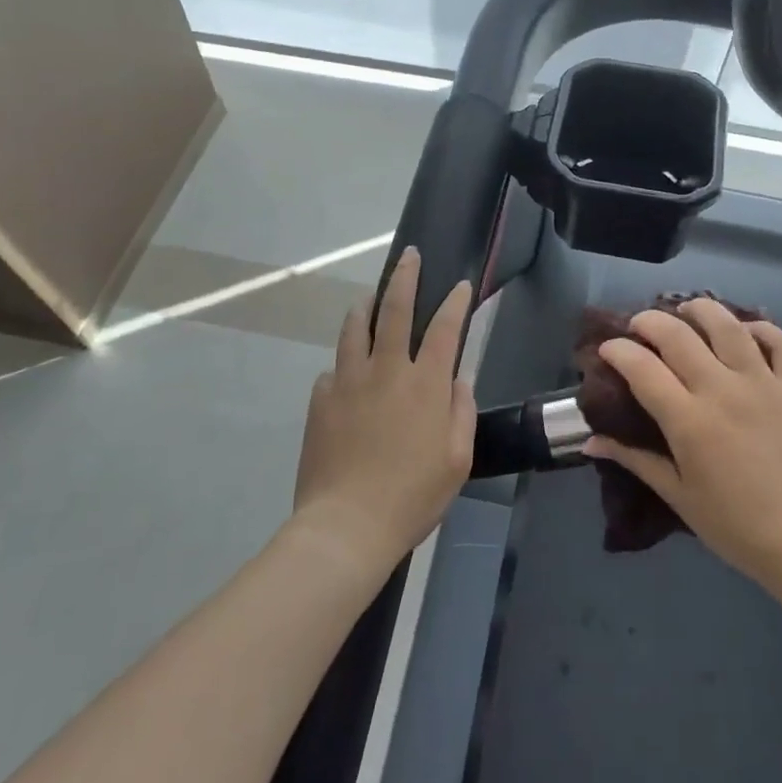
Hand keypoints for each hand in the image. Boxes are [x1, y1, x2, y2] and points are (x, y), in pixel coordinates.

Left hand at [292, 249, 474, 572]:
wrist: (346, 526)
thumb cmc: (412, 496)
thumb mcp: (457, 459)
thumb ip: (461, 411)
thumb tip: (459, 378)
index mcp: (425, 383)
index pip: (445, 328)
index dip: (455, 302)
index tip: (461, 285)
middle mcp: (387, 370)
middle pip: (395, 310)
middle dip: (405, 277)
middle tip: (409, 256)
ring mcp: (349, 381)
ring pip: (356, 328)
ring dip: (365, 306)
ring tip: (368, 297)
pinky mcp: (320, 400)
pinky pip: (333, 369)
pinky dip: (344, 363)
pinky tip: (346, 371)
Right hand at [585, 300, 781, 598]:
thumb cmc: (738, 527)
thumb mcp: (679, 497)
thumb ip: (635, 460)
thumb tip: (590, 441)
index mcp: (689, 420)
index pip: (642, 367)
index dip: (618, 350)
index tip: (607, 348)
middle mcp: (723, 389)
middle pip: (677, 334)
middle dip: (649, 321)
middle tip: (639, 326)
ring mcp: (763, 382)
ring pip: (727, 324)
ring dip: (700, 309)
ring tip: (687, 311)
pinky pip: (779, 340)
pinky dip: (759, 327)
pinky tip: (745, 331)